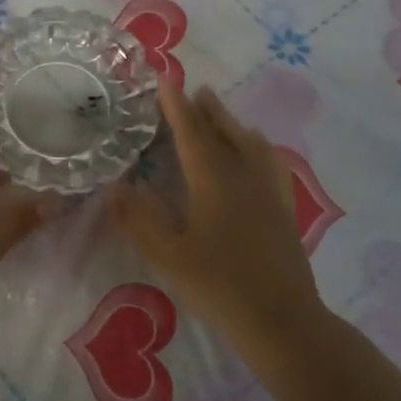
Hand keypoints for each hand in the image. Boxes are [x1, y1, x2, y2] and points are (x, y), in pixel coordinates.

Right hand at [109, 81, 325, 356]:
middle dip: (207, 110)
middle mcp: (245, 177)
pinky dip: (259, 148)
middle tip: (194, 90)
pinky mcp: (285, 210)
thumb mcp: (167, 256)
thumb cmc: (218, 286)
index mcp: (214, 181)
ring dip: (233, 124)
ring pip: (251, 145)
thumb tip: (115, 186)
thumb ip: (138, 219)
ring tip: (221, 114)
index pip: (192, 134)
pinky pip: (272, 164)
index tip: (167, 81)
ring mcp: (270, 192)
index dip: (176, 107)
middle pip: (225, 133)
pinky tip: (259, 154)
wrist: (281, 319)